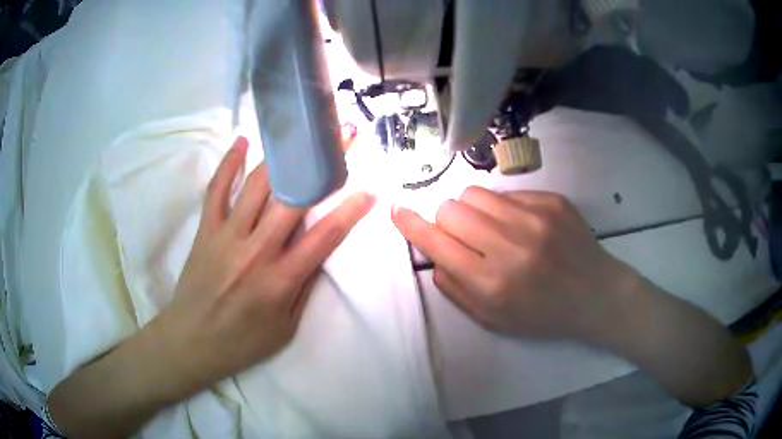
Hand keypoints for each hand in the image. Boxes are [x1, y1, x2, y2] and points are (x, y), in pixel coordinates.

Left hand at [155, 137, 374, 396]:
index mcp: (280, 281)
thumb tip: (320, 248)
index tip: (370, 187)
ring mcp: (226, 236)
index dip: (350, 210)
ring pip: (257, 185)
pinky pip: (216, 189)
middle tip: (342, 137)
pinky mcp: (205, 230)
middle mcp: (255, 251)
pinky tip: (243, 141)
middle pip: (294, 198)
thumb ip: (305, 285)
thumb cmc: (243, 342)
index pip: (324, 237)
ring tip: (302, 131)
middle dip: (322, 164)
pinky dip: (229, 164)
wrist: (192, 341)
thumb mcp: (286, 327)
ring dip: (284, 155)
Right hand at [392, 186, 634, 341]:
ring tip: (491, 228)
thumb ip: (456, 290)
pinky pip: (506, 193)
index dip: (411, 224)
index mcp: (493, 282)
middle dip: (446, 220)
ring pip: (475, 193)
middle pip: (451, 208)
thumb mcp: (494, 320)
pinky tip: (522, 226)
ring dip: (472, 210)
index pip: (437, 241)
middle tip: (463, 236)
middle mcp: (511, 245)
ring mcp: (534, 218)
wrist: (596, 294)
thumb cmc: (543, 315)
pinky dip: (503, 208)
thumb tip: (435, 256)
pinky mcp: (552, 200)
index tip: (398, 211)